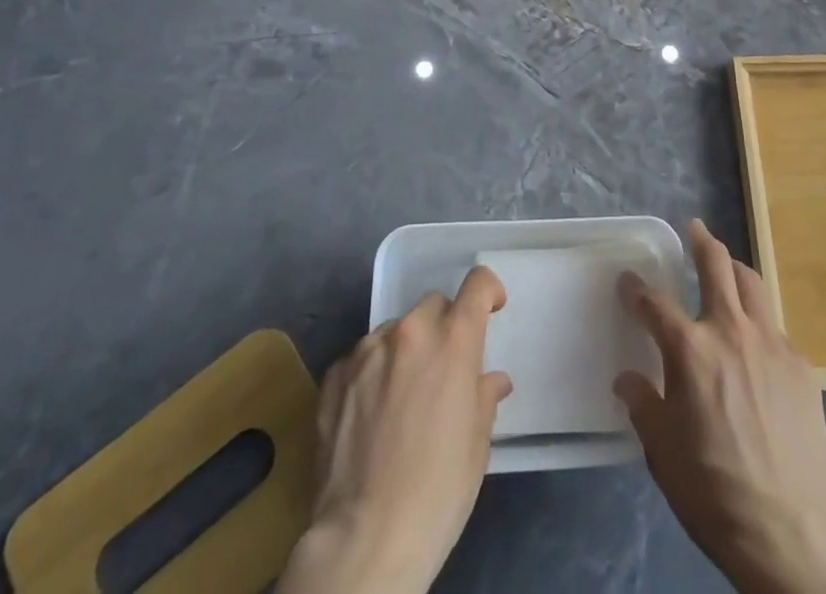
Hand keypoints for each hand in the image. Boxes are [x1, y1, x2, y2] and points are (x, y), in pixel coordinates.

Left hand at [279, 267, 511, 593]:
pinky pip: (361, 357)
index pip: (477, 285)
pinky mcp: (334, 374)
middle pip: (433, 305)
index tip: (491, 308)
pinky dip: (372, 372)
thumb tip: (491, 380)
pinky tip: (370, 413)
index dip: (488, 291)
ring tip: (402, 396)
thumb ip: (484, 398)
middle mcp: (410, 332)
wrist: (364, 539)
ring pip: (395, 330)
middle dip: (443, 327)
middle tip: (444, 369)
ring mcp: (367, 350)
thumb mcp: (477, 446)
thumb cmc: (437, 493)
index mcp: (453, 341)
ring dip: (406, 349)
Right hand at [616, 220, 825, 593]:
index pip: (655, 303)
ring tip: (728, 269)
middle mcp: (730, 331)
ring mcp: (771, 344)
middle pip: (716, 265)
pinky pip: (776, 329)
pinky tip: (757, 345)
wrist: (786, 530)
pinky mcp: (801, 366)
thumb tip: (627, 379)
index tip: (627, 282)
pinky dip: (760, 324)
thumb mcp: (661, 450)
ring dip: (735, 270)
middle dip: (701, 241)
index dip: (636, 289)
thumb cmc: (711, 489)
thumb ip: (642, 404)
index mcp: (690, 349)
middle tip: (695, 229)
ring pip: (752, 284)